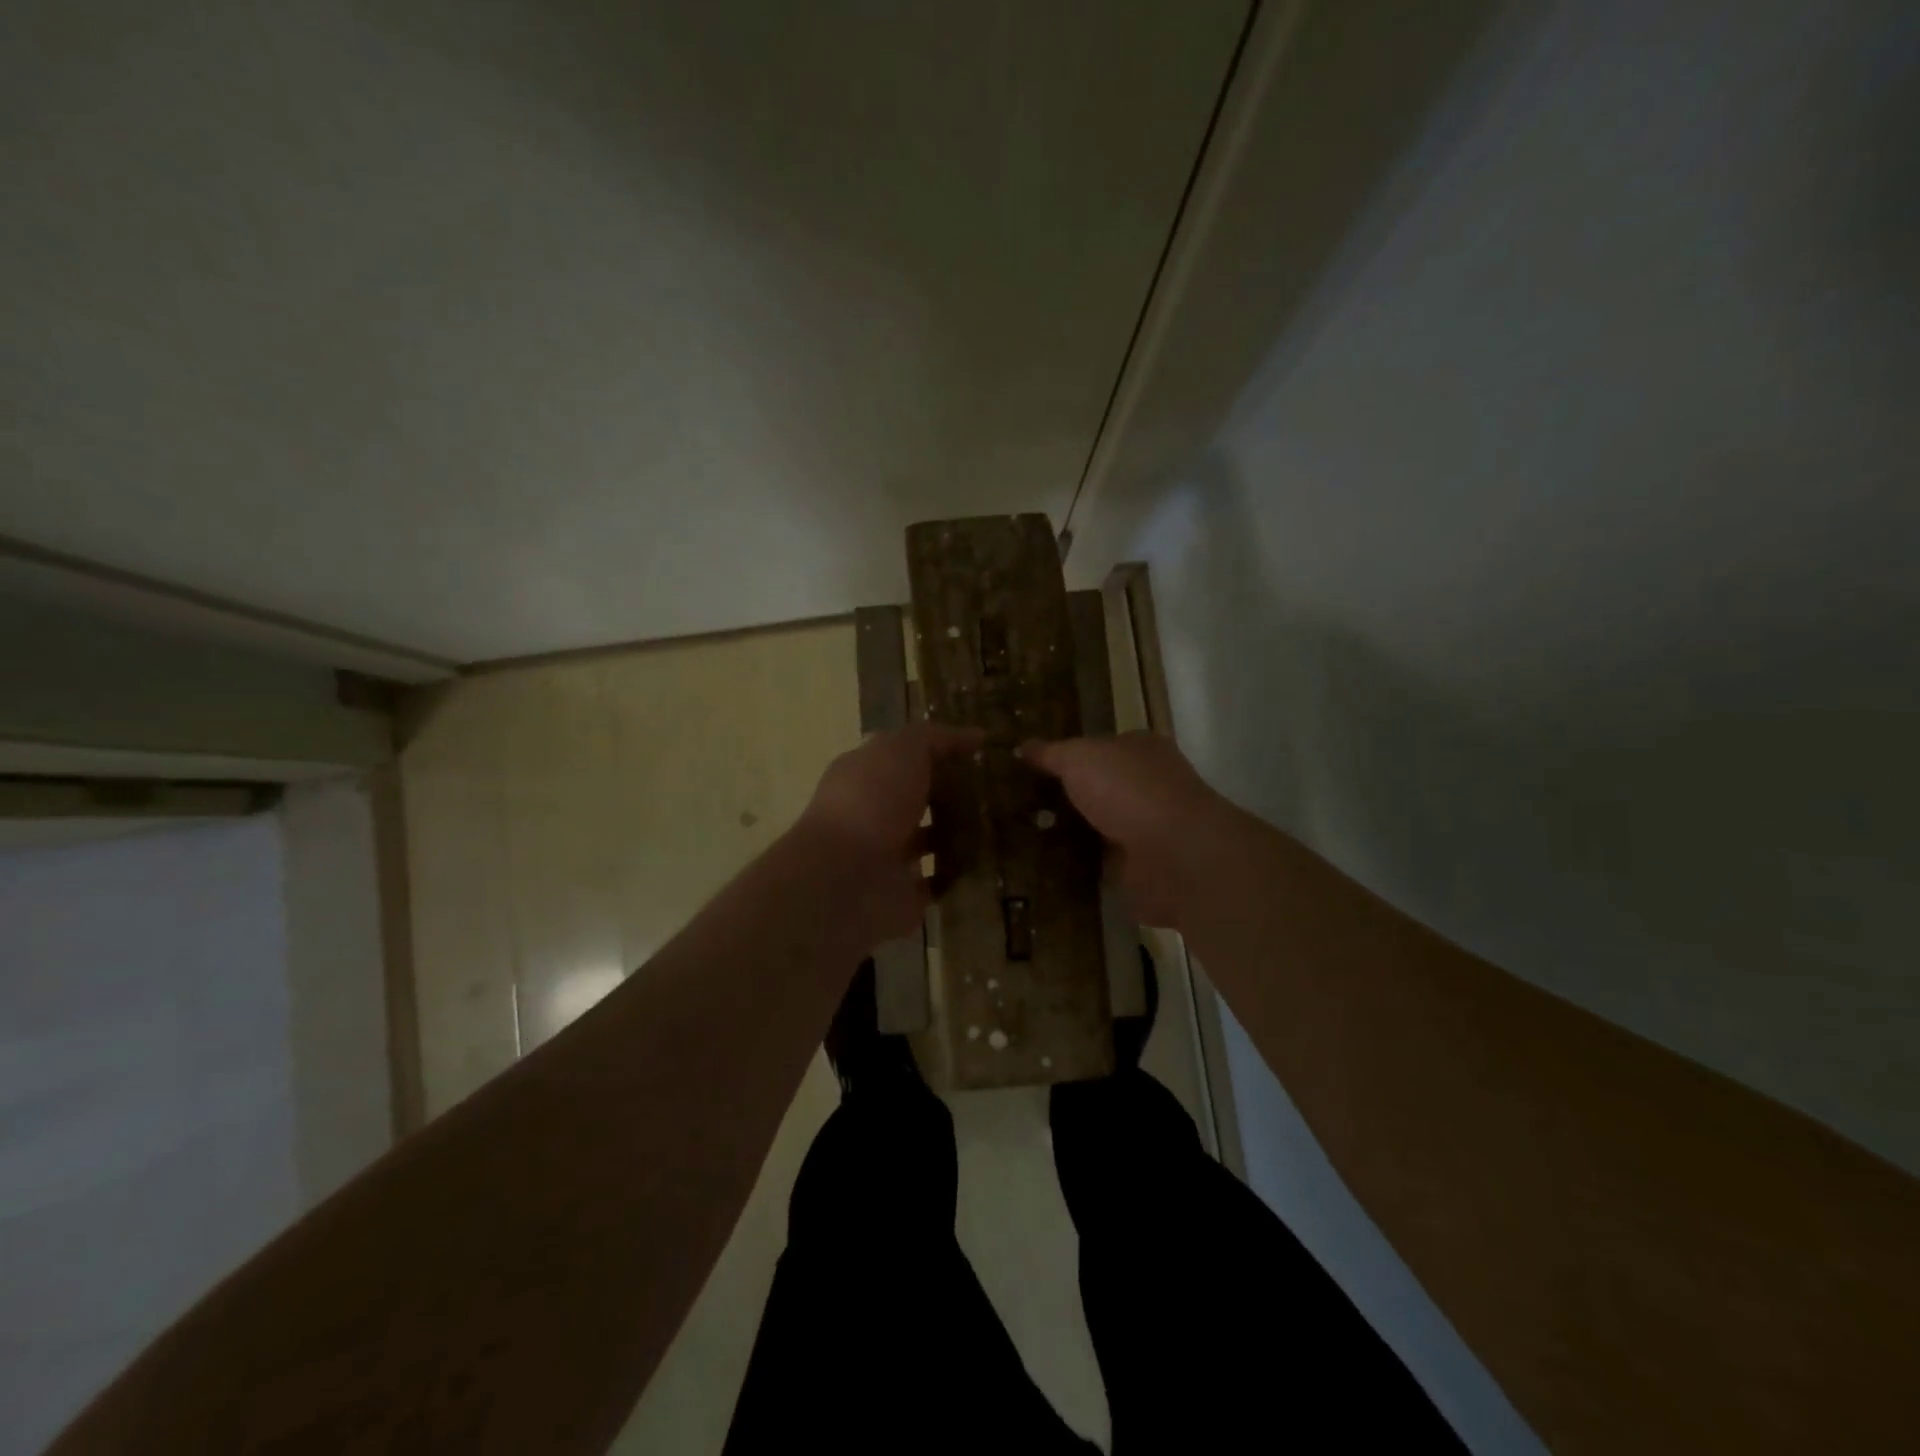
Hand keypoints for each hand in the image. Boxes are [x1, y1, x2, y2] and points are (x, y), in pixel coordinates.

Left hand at [798, 722, 984, 944]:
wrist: (846, 879)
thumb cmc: (871, 802)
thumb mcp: (902, 751)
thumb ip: (936, 739)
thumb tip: (976, 735)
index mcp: (864, 775)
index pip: (903, 757)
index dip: (939, 751)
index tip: (982, 752)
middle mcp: (872, 814)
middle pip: (917, 799)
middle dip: (952, 795)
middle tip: (1001, 791)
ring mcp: (885, 857)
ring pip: (929, 841)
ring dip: (959, 836)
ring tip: (1005, 826)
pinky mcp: (902, 895)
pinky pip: (937, 882)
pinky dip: (959, 876)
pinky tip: (993, 864)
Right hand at [1021, 732, 1227, 929]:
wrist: (1174, 856)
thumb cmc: (1129, 790)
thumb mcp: (1079, 757)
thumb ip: (1051, 753)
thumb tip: (1022, 746)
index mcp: (1141, 750)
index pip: (1100, 746)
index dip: (1067, 755)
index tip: (1028, 767)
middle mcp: (1148, 786)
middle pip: (1098, 788)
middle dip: (1064, 796)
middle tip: (1016, 804)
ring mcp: (1146, 829)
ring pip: (1097, 826)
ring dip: (1069, 833)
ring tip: (1019, 836)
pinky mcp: (1139, 869)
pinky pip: (1098, 863)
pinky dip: (1077, 866)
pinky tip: (1043, 866)